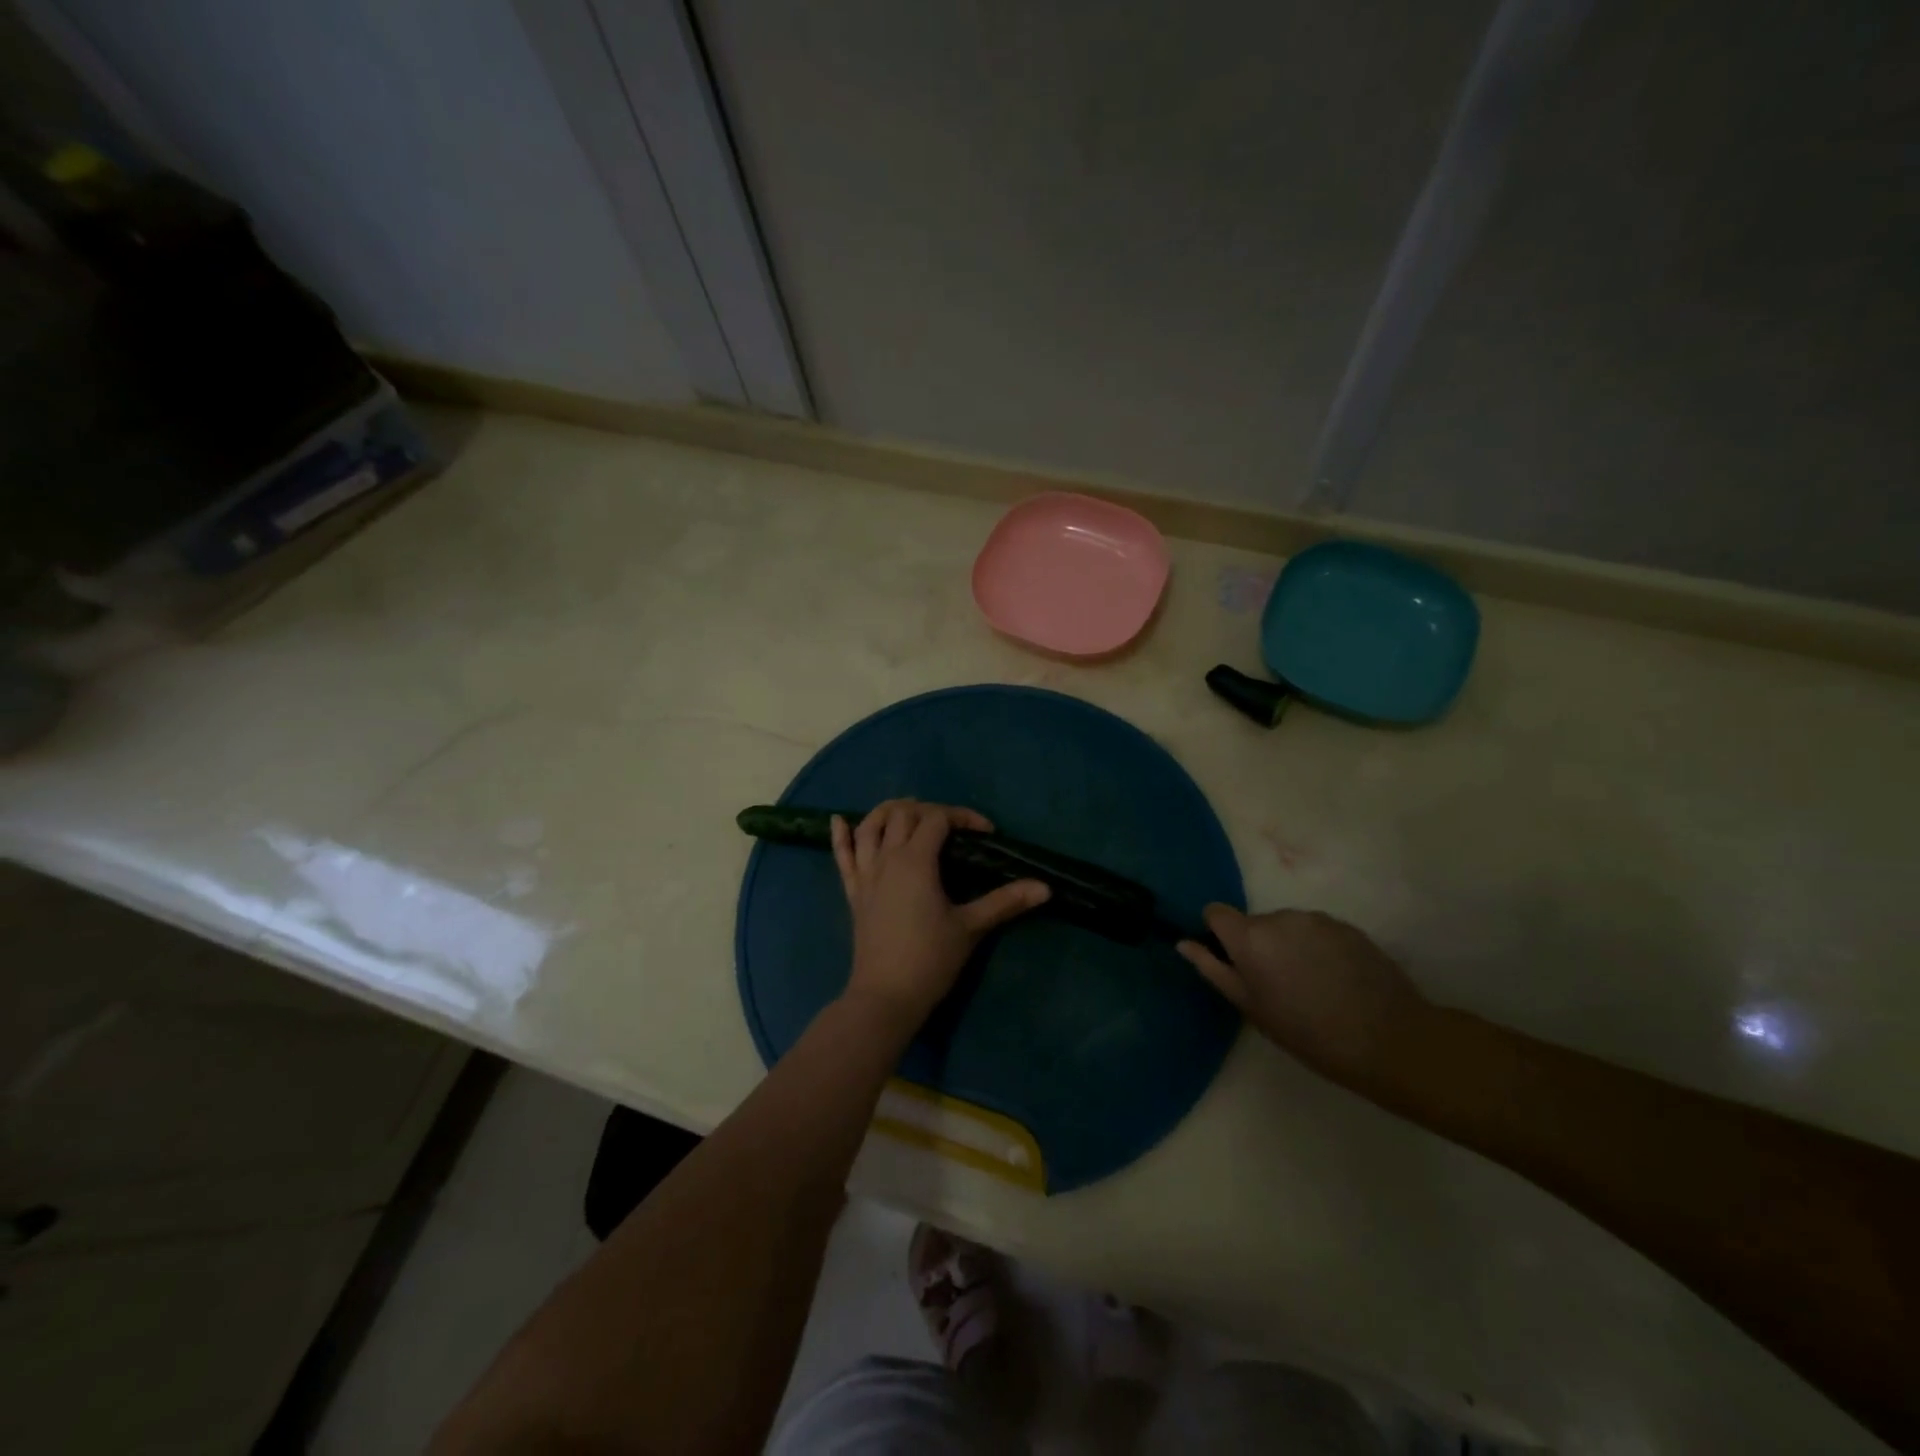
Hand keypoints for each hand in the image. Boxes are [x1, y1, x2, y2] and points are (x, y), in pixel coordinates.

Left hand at [832, 800, 1049, 1027]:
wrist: (885, 997)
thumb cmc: (930, 959)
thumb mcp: (971, 927)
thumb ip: (1006, 902)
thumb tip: (1045, 887)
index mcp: (916, 861)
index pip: (938, 819)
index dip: (963, 817)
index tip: (987, 833)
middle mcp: (887, 858)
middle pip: (903, 814)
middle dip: (929, 810)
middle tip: (953, 826)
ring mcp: (866, 874)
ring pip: (870, 826)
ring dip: (887, 811)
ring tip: (907, 811)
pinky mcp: (853, 893)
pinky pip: (842, 856)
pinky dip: (840, 835)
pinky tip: (839, 820)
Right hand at [1178, 906, 1433, 1092]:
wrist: (1388, 1038)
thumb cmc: (1308, 1032)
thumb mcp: (1252, 1008)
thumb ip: (1214, 970)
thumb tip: (1184, 944)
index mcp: (1250, 937)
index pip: (1216, 912)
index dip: (1218, 933)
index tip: (1232, 961)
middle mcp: (1279, 917)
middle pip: (1254, 922)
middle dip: (1258, 945)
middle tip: (1276, 985)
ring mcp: (1316, 919)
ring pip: (1287, 927)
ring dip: (1288, 946)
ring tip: (1310, 985)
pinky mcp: (1347, 926)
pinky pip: (1317, 931)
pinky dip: (1317, 948)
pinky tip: (1335, 981)